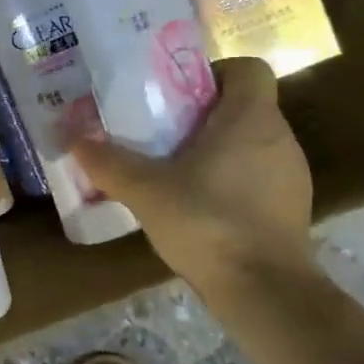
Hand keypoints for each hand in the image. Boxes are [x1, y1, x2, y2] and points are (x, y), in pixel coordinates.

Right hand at [70, 57, 318, 307]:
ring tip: (174, 169)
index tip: (177, 94)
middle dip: (202, 113)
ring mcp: (291, 176)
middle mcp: (279, 139)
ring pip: (249, 142)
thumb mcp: (146, 190)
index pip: (248, 68)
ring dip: (215, 147)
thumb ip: (108, 161)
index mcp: (251, 119)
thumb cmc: (209, 224)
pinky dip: (230, 178)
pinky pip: (257, 175)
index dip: (214, 73)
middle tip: (161, 131)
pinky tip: (199, 205)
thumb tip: (73, 138)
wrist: (267, 295)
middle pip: (243, 105)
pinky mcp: (290, 208)